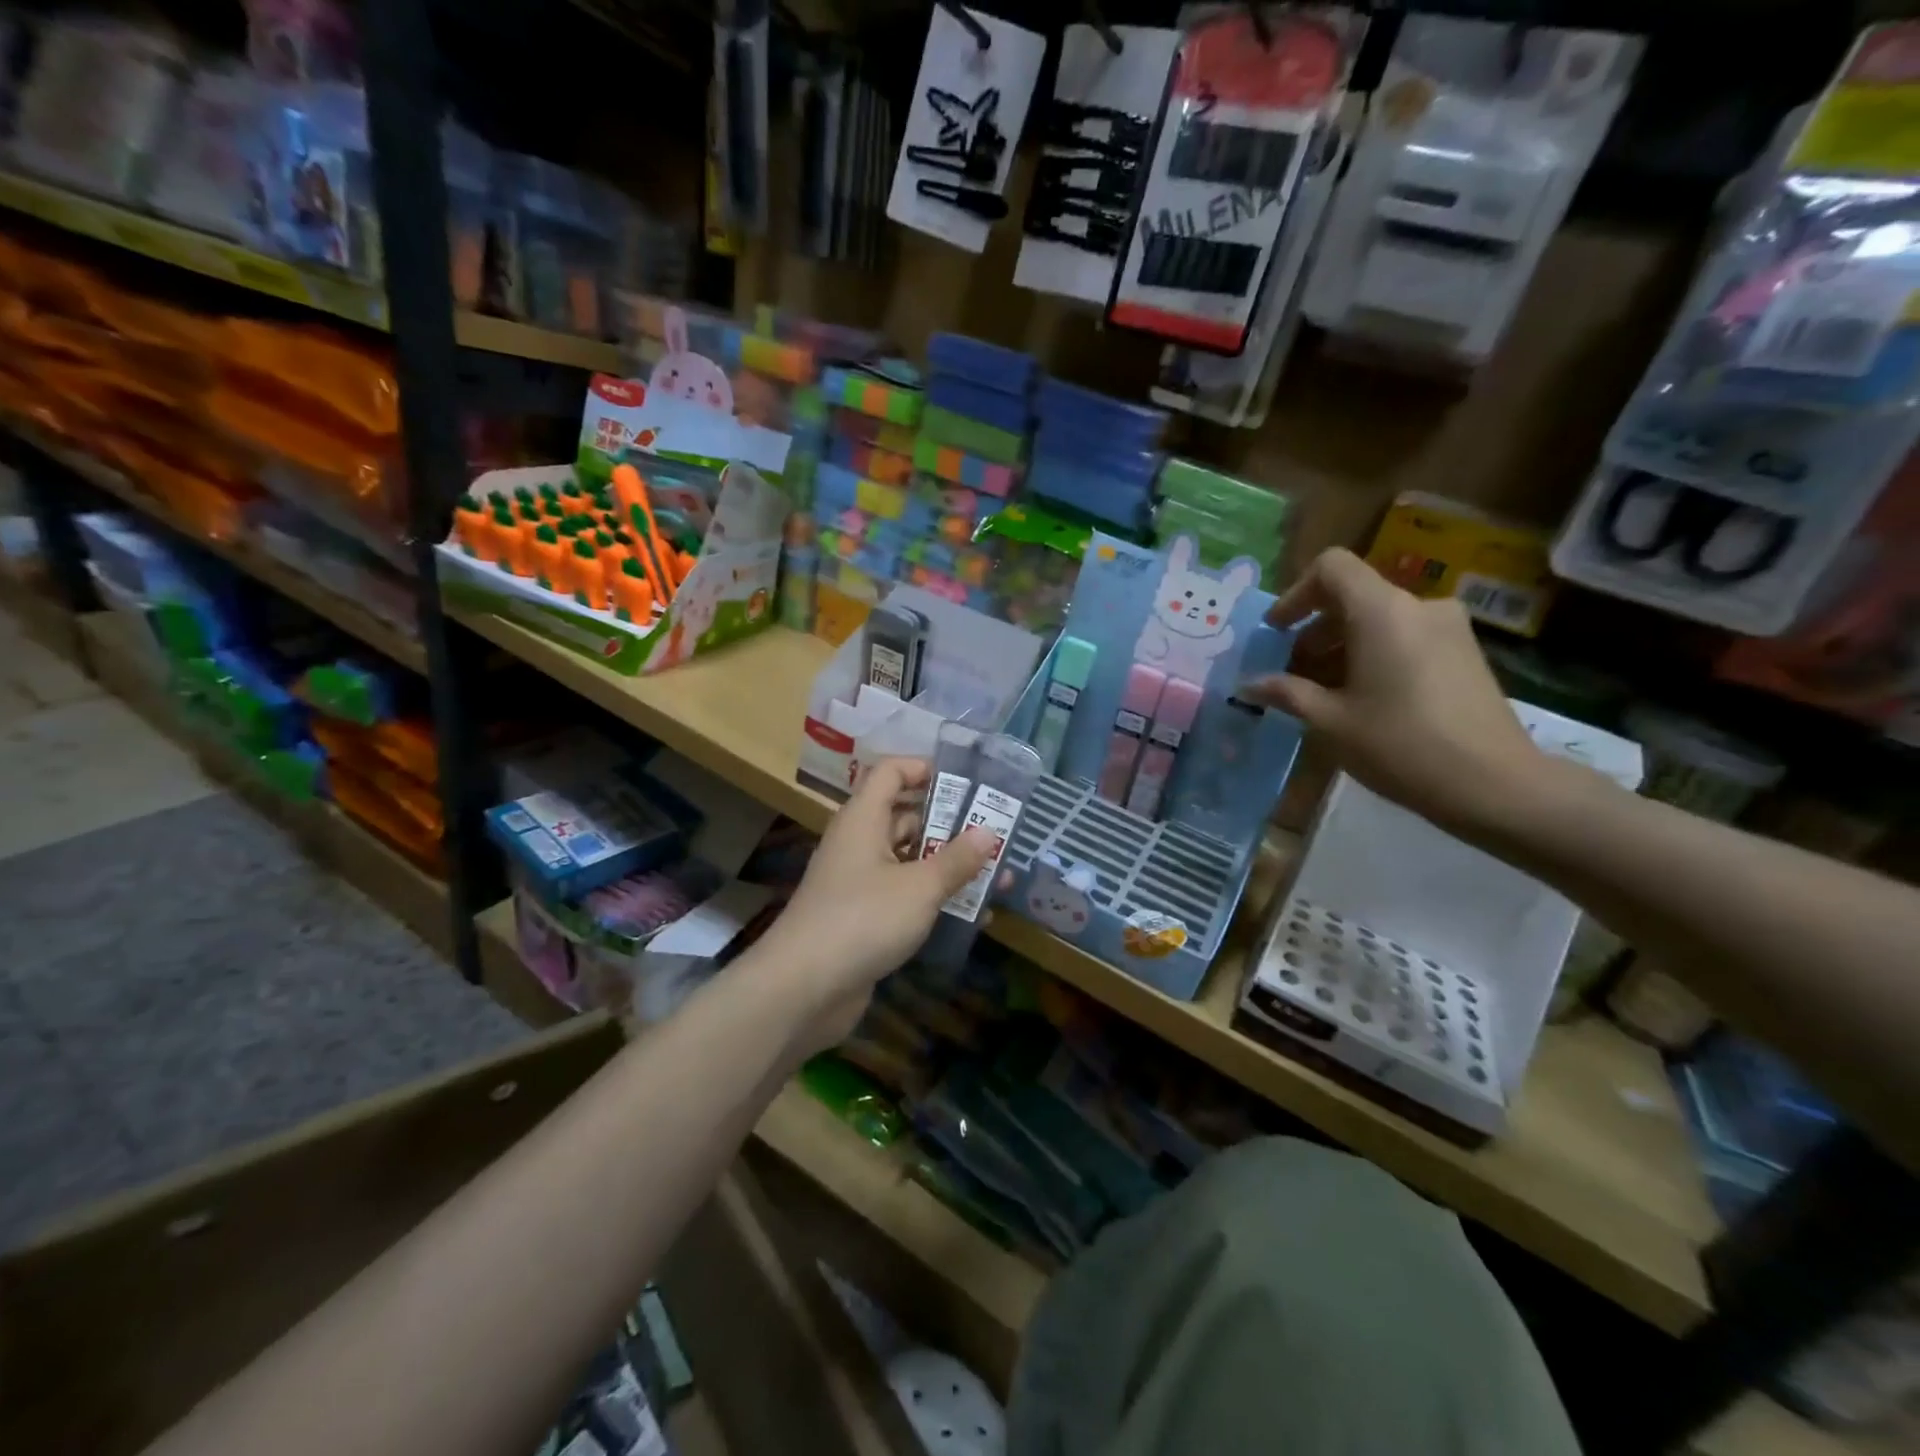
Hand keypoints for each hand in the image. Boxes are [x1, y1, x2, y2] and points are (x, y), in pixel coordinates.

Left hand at [756, 758, 997, 1051]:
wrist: (803, 988)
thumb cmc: (863, 919)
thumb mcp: (920, 886)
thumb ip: (957, 859)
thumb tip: (988, 832)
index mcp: (864, 819)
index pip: (892, 772)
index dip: (926, 768)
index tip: (967, 783)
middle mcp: (859, 843)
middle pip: (905, 817)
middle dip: (950, 824)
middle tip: (995, 832)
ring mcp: (859, 883)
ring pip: (909, 860)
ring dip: (948, 866)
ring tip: (996, 874)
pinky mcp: (863, 918)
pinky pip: (904, 896)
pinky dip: (933, 899)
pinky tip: (972, 914)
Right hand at [1242, 549, 1552, 834]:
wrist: (1494, 784)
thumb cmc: (1399, 745)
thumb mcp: (1330, 721)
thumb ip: (1286, 693)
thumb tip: (1248, 684)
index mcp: (1381, 611)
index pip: (1331, 567)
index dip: (1296, 594)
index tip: (1277, 632)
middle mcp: (1418, 606)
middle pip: (1353, 595)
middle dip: (1315, 629)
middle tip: (1291, 672)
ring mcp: (1449, 628)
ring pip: (1380, 619)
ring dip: (1343, 645)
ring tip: (1323, 691)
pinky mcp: (1465, 653)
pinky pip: (1406, 636)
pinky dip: (1374, 654)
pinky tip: (1363, 698)